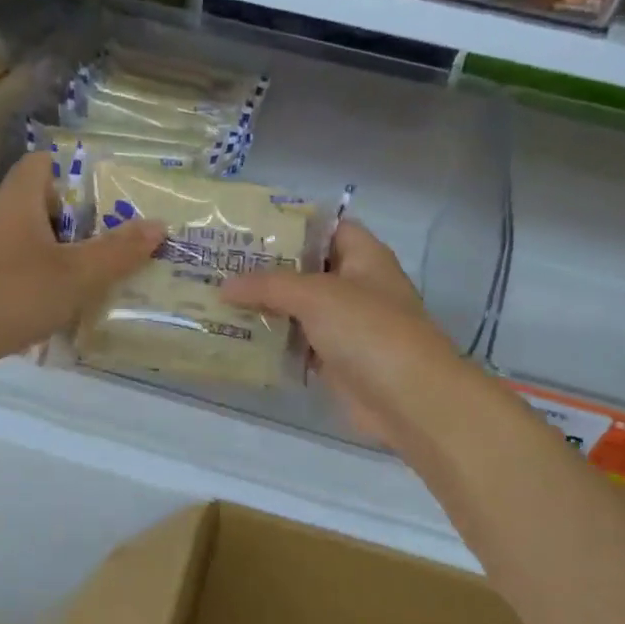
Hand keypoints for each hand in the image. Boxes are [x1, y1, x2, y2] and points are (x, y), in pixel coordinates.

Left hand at [0, 152, 165, 362]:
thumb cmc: (16, 293)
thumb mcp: (78, 273)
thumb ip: (118, 251)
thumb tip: (159, 225)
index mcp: (19, 199)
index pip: (44, 163)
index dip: (75, 172)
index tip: (107, 195)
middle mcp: (0, 216)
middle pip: (45, 203)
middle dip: (81, 219)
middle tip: (116, 237)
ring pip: (35, 239)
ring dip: (65, 252)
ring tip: (101, 271)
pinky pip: (22, 267)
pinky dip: (46, 277)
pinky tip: (68, 300)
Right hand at [221, 218, 470, 450]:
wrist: (407, 399)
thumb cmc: (368, 330)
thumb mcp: (316, 295)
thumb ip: (268, 286)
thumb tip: (224, 286)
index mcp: (364, 257)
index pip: (327, 228)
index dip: (292, 225)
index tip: (248, 227)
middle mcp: (356, 286)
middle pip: (307, 269)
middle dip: (267, 268)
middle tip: (220, 264)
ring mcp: (346, 326)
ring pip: (299, 309)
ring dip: (265, 306)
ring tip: (217, 297)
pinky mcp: (335, 361)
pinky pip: (298, 343)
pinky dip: (273, 341)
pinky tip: (237, 336)